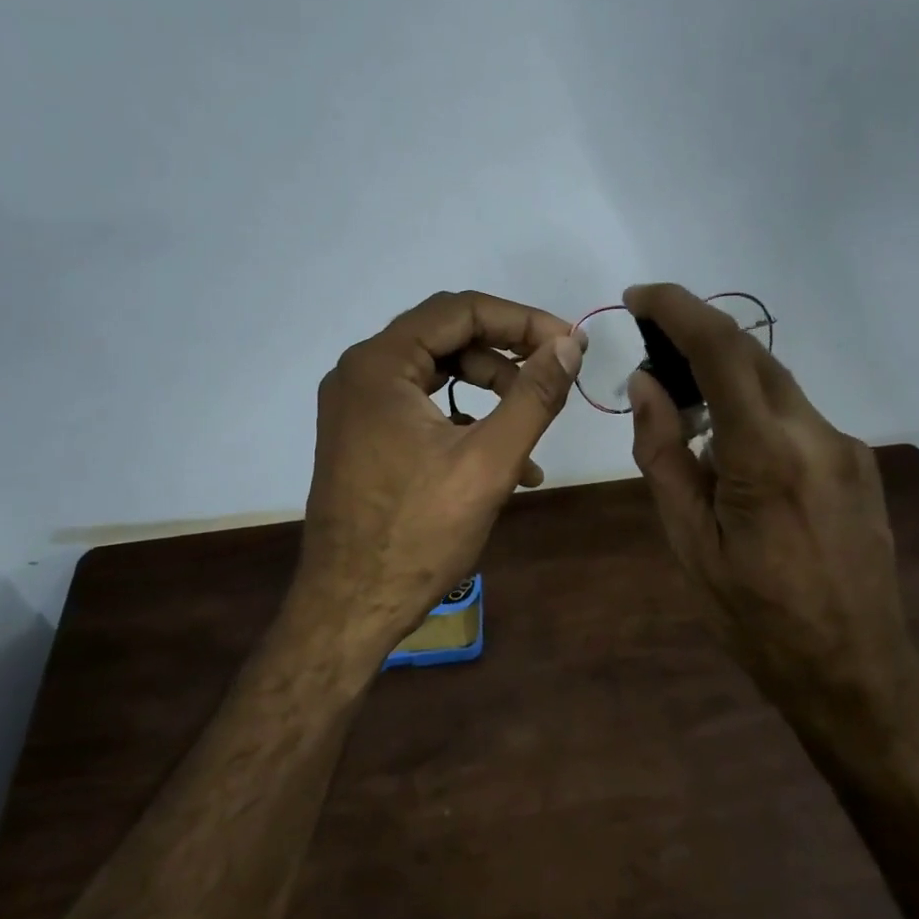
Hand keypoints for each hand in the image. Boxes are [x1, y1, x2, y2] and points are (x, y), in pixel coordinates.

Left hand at [293, 290, 583, 665]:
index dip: (521, 320)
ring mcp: (357, 407)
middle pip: (447, 337)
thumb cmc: (418, 534)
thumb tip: (569, 346)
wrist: (349, 608)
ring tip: (534, 434)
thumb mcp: (488, 462)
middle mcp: (360, 374)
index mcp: (379, 366)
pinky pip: (423, 408)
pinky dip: (465, 421)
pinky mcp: (363, 436)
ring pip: (438, 374)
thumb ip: (533, 396)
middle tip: (555, 377)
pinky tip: (506, 463)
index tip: (568, 344)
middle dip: (507, 356)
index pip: (459, 310)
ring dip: (492, 392)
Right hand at [624, 283, 907, 703]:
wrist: (855, 670)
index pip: (723, 350)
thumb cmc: (756, 619)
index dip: (678, 309)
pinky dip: (754, 411)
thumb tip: (647, 384)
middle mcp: (816, 434)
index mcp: (767, 456)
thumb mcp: (690, 543)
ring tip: (687, 411)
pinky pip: (795, 416)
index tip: (639, 297)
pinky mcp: (858, 462)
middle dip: (698, 336)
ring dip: (726, 378)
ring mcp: (846, 447)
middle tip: (652, 351)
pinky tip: (735, 456)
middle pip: (752, 355)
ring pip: (775, 384)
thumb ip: (663, 454)